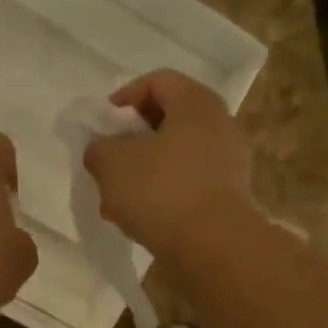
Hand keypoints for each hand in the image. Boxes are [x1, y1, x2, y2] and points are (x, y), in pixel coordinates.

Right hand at [83, 70, 257, 262]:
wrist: (212, 246)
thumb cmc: (161, 190)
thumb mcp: (111, 162)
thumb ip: (99, 148)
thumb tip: (102, 151)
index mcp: (195, 103)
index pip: (157, 81)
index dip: (124, 98)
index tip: (103, 125)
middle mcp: (219, 125)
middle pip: (167, 122)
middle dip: (131, 143)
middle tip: (108, 164)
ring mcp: (228, 164)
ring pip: (175, 158)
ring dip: (143, 174)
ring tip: (116, 201)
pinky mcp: (228, 198)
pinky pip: (187, 186)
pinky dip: (162, 197)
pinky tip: (139, 220)